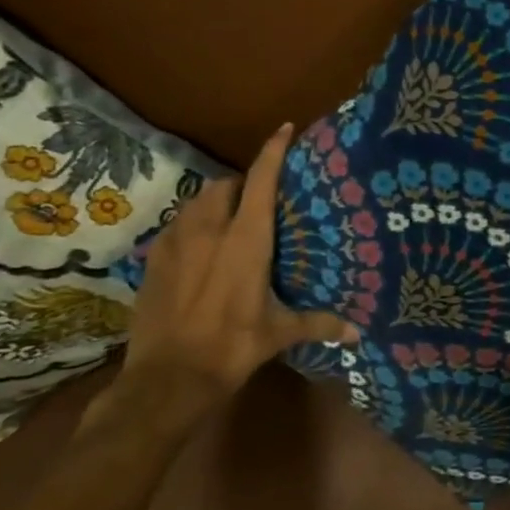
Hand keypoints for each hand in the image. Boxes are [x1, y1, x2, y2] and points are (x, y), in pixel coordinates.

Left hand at [111, 123, 354, 409]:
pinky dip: (191, 226)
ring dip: (215, 203)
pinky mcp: (152, 261)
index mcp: (246, 241)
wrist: (165, 380)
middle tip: (259, 202)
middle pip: (225, 185)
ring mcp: (175, 244)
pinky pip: (176, 227)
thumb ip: (318, 323)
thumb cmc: (231, 348)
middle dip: (242, 184)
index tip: (286, 129)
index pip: (262, 182)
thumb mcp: (278, 334)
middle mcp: (209, 231)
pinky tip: (199, 250)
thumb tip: (357, 335)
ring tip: (229, 222)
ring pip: (196, 203)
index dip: (274, 151)